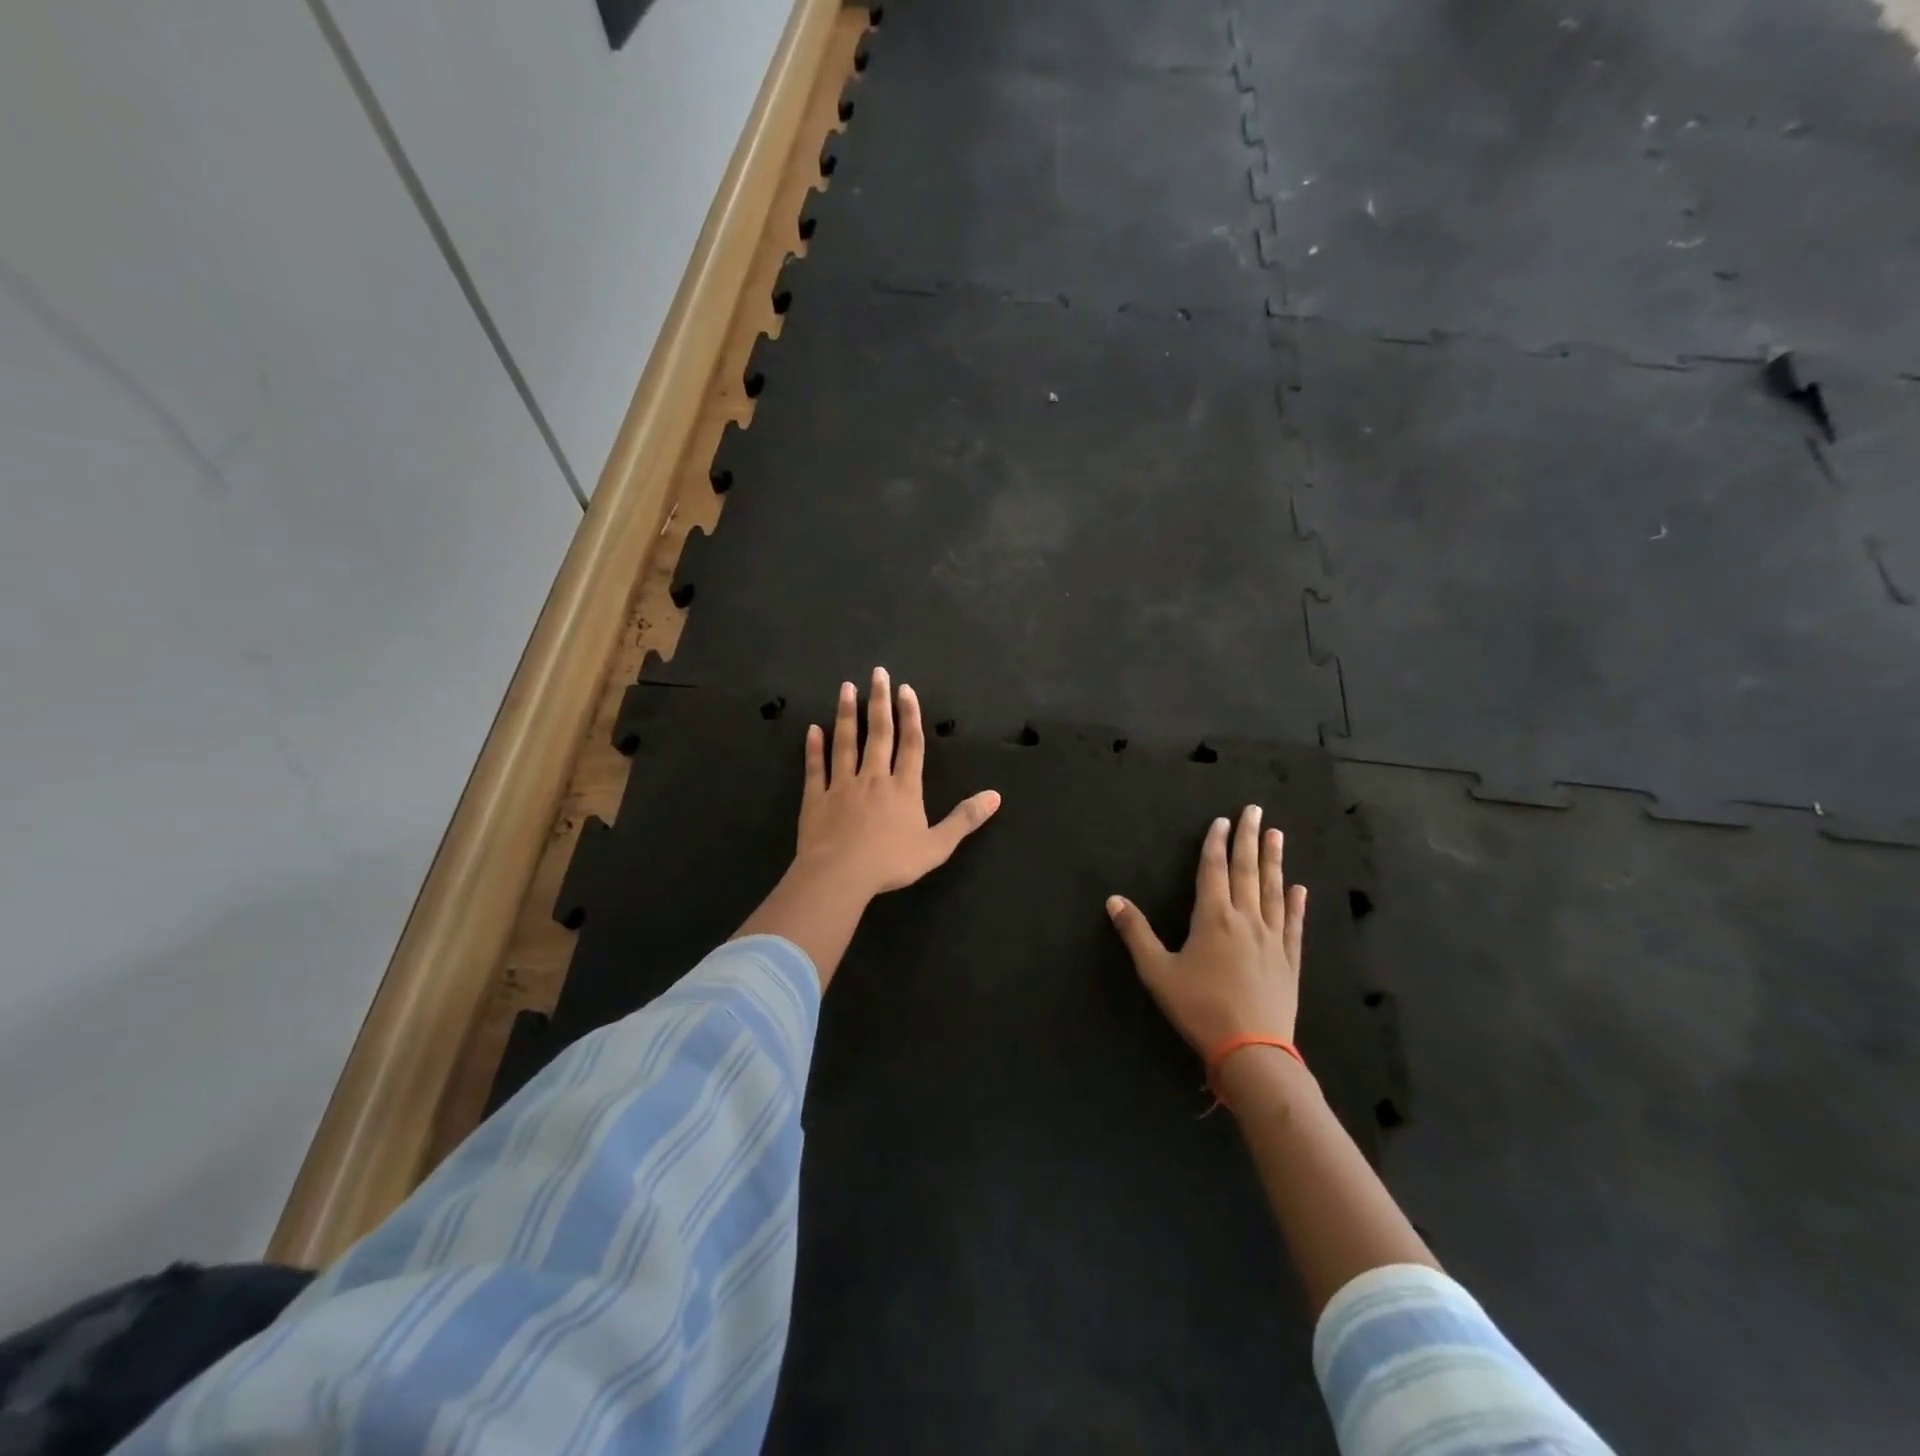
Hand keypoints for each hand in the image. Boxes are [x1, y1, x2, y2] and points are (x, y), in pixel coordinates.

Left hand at [793, 668, 1001, 901]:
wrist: (841, 874)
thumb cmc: (891, 862)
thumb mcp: (937, 846)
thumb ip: (964, 819)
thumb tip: (995, 796)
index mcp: (904, 788)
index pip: (910, 744)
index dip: (910, 715)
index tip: (905, 689)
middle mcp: (874, 778)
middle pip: (878, 734)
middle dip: (879, 702)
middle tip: (877, 673)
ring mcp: (842, 786)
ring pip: (845, 743)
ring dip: (846, 715)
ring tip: (846, 688)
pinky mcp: (816, 799)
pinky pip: (816, 769)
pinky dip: (814, 749)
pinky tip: (813, 730)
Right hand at [1106, 805, 1305, 1052]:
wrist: (1252, 1050)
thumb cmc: (1199, 1008)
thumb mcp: (1157, 972)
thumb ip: (1136, 933)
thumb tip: (1113, 900)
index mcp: (1213, 918)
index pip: (1214, 870)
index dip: (1216, 843)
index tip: (1222, 820)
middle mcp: (1245, 920)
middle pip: (1247, 871)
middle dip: (1250, 839)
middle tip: (1256, 810)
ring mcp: (1271, 939)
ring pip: (1272, 891)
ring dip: (1274, 861)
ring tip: (1278, 835)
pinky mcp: (1289, 961)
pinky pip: (1293, 924)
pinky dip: (1295, 904)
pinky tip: (1299, 889)